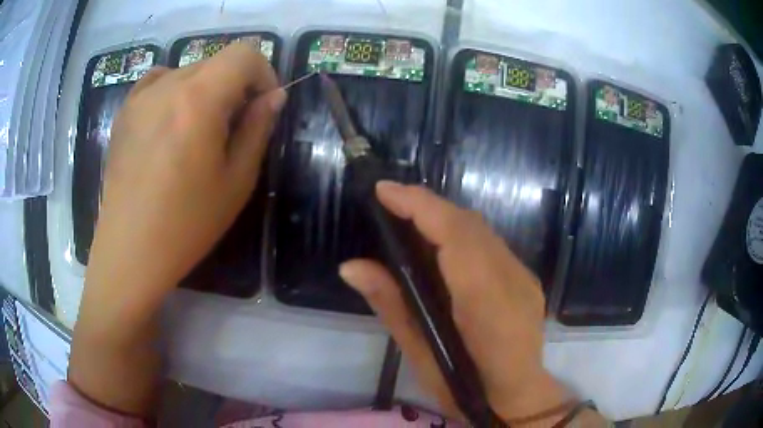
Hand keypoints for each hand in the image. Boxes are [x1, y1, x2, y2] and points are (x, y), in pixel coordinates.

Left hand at [70, 44, 284, 414]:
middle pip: (216, 62)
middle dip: (234, 86)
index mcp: (199, 98)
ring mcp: (140, 96)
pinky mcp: (124, 112)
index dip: (263, 72)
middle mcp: (168, 85)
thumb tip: (274, 96)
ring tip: (196, 131)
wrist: (129, 251)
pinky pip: (158, 81)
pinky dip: (174, 90)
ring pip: (188, 71)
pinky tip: (169, 122)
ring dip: (204, 90)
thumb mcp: (236, 181)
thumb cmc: (186, 224)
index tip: (261, 106)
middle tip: (230, 128)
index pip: (244, 53)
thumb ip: (258, 128)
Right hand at [340, 182, 569, 422]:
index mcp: (486, 303)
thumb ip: (391, 305)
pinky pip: (490, 244)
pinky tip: (440, 243)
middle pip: (469, 225)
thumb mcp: (421, 357)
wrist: (518, 398)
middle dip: (427, 205)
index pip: (455, 236)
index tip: (384, 191)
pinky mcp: (526, 279)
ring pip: (481, 230)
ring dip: (443, 217)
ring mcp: (524, 277)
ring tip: (407, 217)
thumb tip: (352, 266)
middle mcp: (512, 280)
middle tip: (389, 201)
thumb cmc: (465, 389)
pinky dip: (461, 233)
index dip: (420, 206)